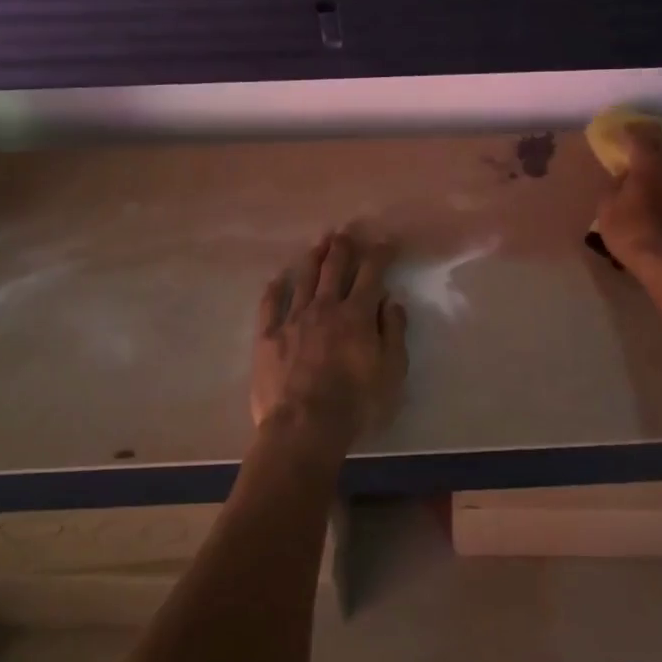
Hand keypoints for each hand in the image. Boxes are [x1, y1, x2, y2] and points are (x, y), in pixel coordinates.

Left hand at [252, 230, 407, 452]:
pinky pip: (269, 305)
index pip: (371, 273)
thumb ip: (393, 332)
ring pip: (303, 279)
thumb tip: (391, 301)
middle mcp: (324, 307)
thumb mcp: (392, 371)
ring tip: (318, 245)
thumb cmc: (356, 404)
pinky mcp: (268, 337)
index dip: (380, 254)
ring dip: (313, 258)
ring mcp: (292, 320)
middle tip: (346, 233)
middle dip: (342, 247)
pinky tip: (277, 280)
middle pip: (333, 268)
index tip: (386, 242)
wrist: (303, 428)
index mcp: (357, 314)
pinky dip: (275, 289)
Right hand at [595, 125, 661, 271]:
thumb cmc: (629, 229)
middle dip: (649, 138)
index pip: (639, 135)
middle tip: (636, 140)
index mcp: (648, 162)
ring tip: (651, 163)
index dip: (627, 131)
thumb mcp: (606, 206)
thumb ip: (614, 184)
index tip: (618, 132)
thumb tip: (623, 176)